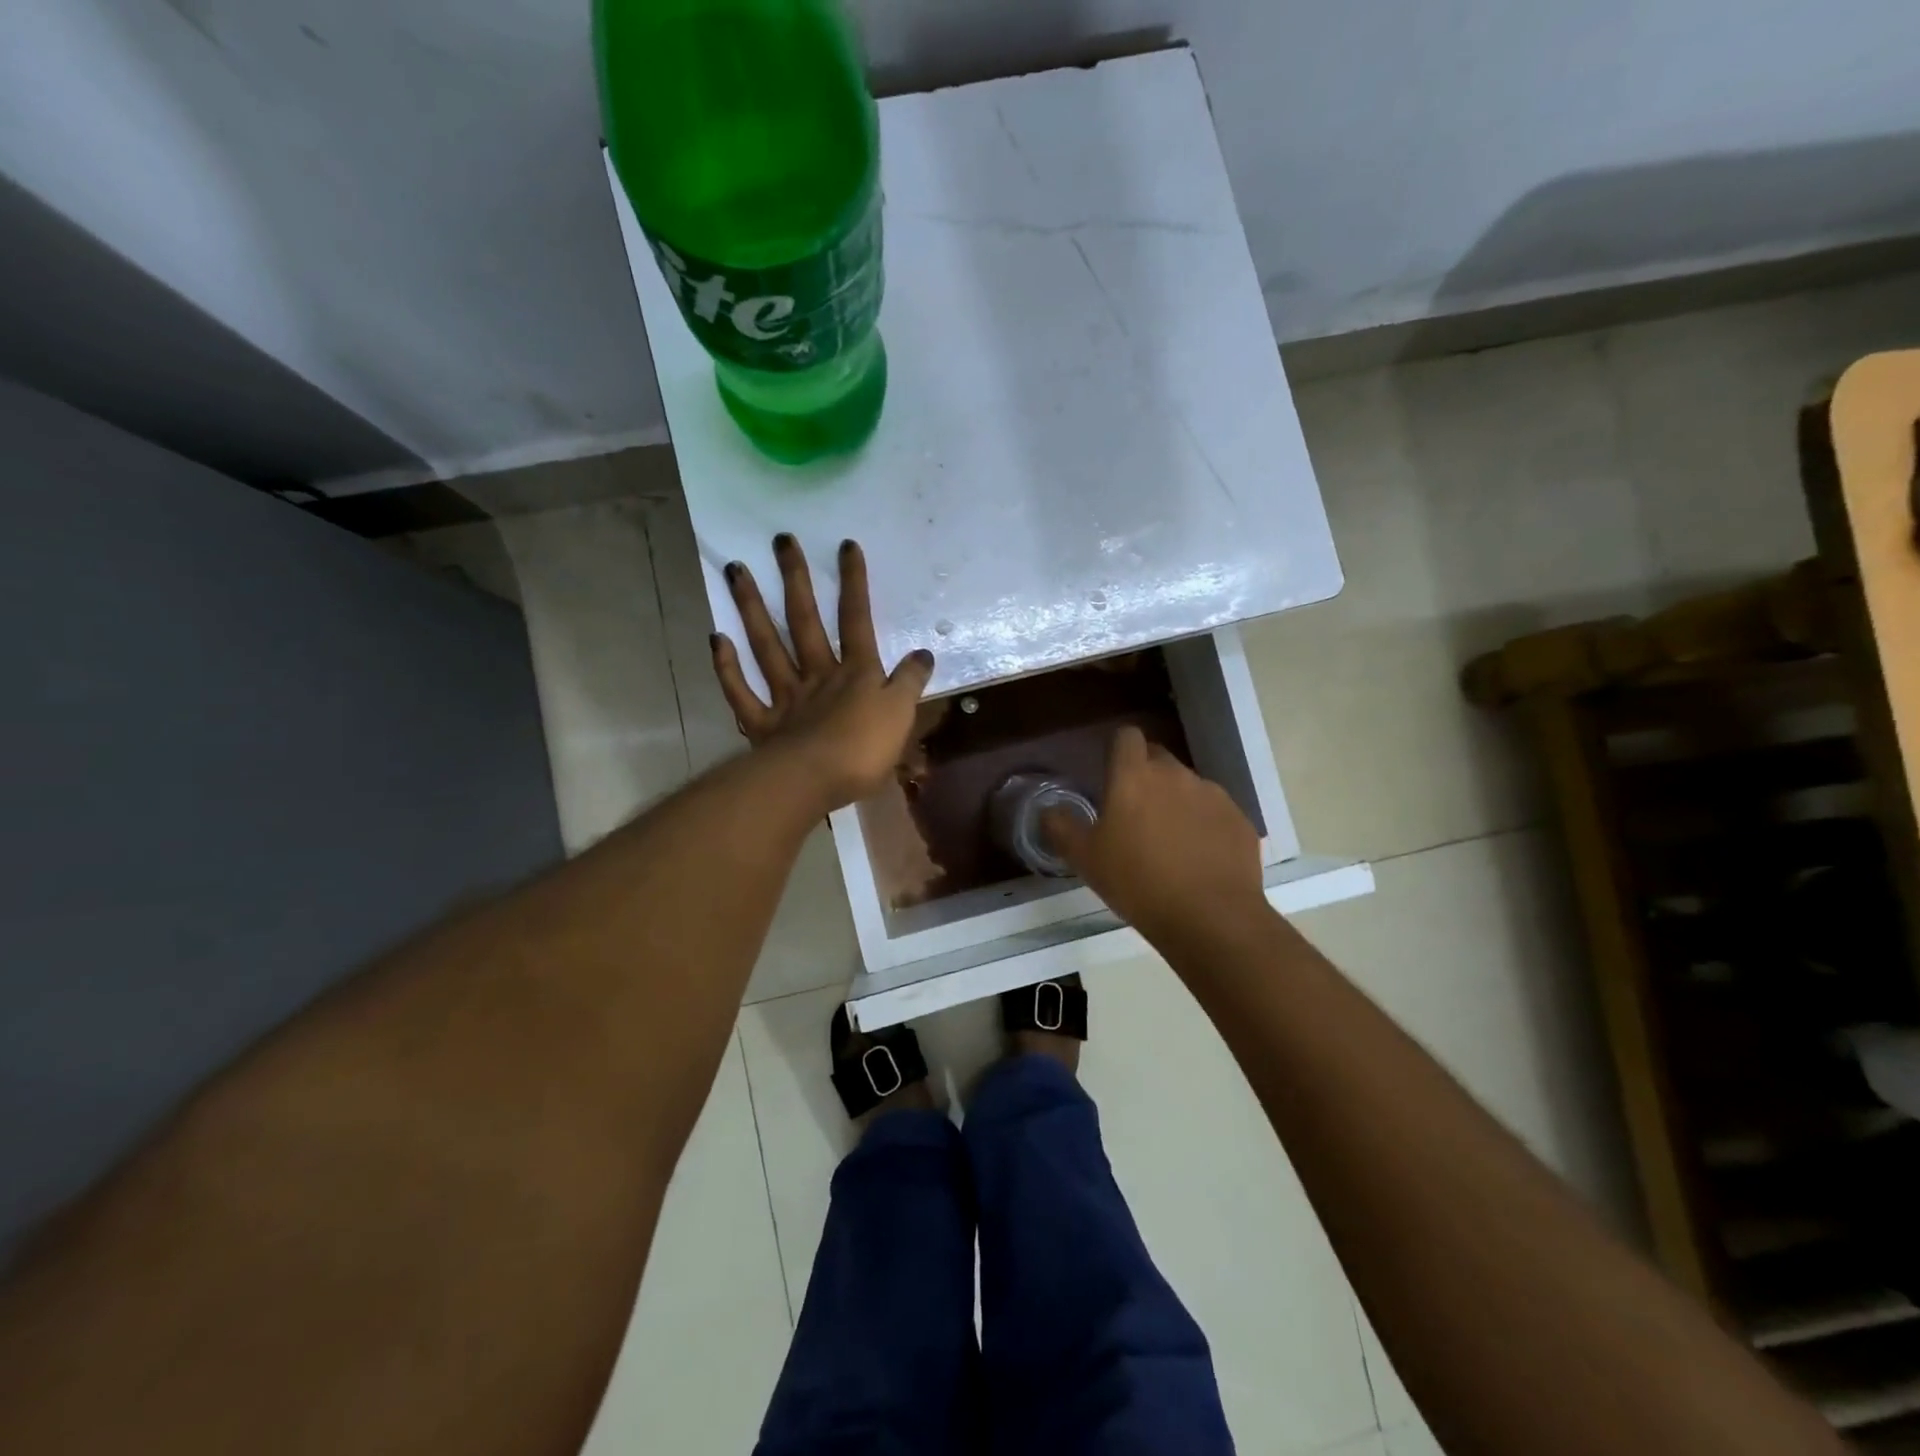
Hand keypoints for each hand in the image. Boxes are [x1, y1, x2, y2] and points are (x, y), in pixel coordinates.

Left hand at [711, 535, 934, 811]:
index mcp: (856, 673)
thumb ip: (910, 682)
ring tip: (736, 571)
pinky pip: (741, 692)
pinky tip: (716, 639)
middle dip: (795, 580)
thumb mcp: (902, 714)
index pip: (856, 619)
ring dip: (751, 608)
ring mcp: (786, 698)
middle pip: (805, 621)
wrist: (814, 781)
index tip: (845, 546)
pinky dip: (727, 667)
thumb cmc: (864, 749)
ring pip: (766, 646)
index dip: (853, 583)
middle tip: (780, 541)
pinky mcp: (762, 725)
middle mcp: (817, 675)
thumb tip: (923, 654)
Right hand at [1043, 726, 1265, 944]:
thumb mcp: (1085, 859)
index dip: (1118, 750)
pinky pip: (1215, 813)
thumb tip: (1050, 810)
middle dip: (1146, 777)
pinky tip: (1199, 860)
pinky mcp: (1239, 819)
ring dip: (1176, 803)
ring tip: (1169, 844)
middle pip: (1158, 758)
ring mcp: (1213, 795)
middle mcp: (1176, 774)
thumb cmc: (1137, 883)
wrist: (1210, 918)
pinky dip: (1205, 827)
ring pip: (1188, 786)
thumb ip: (1062, 827)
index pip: (1126, 736)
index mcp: (1134, 776)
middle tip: (1135, 815)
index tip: (1111, 775)